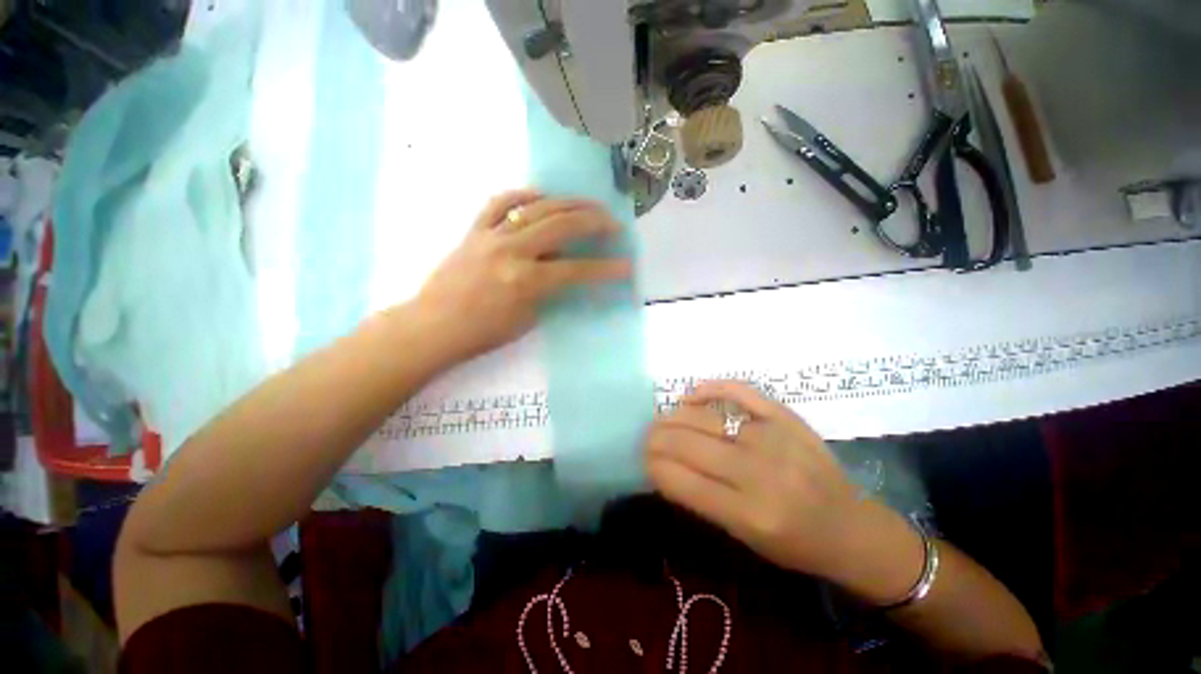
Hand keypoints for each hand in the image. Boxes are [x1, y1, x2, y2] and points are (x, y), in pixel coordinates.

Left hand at [414, 190, 631, 360]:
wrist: (433, 326)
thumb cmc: (482, 333)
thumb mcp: (527, 319)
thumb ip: (548, 291)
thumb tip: (563, 271)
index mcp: (526, 281)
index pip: (577, 270)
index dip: (605, 269)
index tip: (626, 266)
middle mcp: (512, 251)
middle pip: (562, 225)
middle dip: (594, 221)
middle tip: (613, 223)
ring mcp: (492, 235)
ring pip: (537, 207)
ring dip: (568, 203)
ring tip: (587, 205)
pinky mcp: (475, 229)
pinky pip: (501, 202)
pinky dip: (524, 196)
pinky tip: (541, 196)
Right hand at [646, 381, 924, 603]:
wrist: (852, 527)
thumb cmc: (796, 543)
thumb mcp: (743, 537)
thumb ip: (701, 499)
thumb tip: (664, 464)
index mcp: (746, 512)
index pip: (679, 479)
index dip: (652, 465)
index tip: (643, 460)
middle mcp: (757, 470)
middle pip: (686, 442)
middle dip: (656, 438)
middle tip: (647, 438)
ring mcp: (772, 436)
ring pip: (703, 416)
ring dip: (673, 416)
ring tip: (662, 420)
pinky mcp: (784, 415)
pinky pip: (738, 390)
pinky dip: (708, 389)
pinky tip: (691, 396)